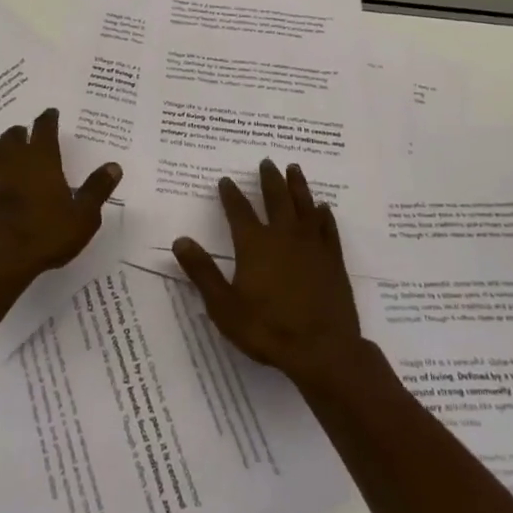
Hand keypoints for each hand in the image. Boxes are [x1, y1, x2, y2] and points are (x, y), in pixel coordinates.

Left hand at [0, 108, 121, 290]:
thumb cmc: (46, 235)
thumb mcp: (83, 216)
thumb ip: (97, 189)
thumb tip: (114, 166)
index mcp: (41, 158)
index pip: (44, 127)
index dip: (48, 118)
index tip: (51, 113)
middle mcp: (12, 158)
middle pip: (13, 134)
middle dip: (22, 133)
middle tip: (29, 137)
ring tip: (5, 155)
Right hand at [173, 159, 364, 386]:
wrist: (322, 350)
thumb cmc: (267, 328)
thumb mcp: (224, 305)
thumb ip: (202, 271)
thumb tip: (180, 240)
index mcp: (254, 244)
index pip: (239, 211)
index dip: (231, 195)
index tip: (226, 180)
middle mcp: (283, 236)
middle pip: (276, 198)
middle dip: (269, 179)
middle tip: (267, 161)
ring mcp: (312, 246)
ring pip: (304, 206)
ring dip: (297, 186)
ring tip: (294, 168)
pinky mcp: (333, 260)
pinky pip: (328, 228)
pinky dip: (324, 215)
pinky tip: (323, 208)